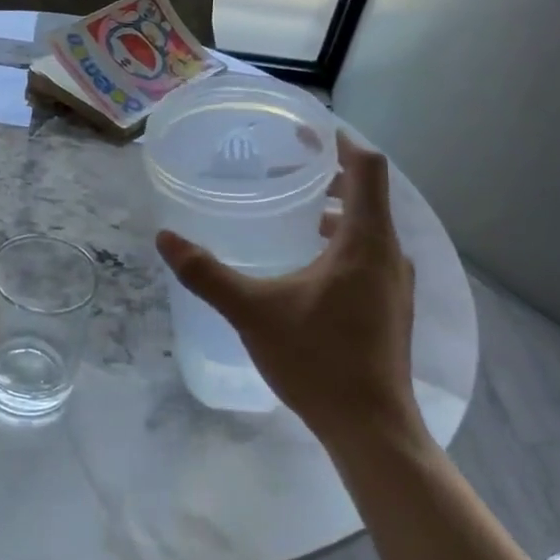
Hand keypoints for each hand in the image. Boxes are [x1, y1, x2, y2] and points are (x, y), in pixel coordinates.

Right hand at [157, 133, 420, 449]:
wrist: (371, 428)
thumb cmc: (318, 360)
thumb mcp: (252, 312)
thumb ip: (207, 273)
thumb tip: (165, 239)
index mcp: (365, 243)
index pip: (368, 168)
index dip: (341, 142)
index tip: (308, 132)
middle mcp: (389, 255)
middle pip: (371, 194)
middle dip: (332, 176)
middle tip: (289, 169)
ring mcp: (395, 284)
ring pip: (370, 227)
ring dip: (338, 211)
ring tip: (296, 211)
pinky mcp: (390, 307)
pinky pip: (369, 254)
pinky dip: (342, 241)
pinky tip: (307, 264)